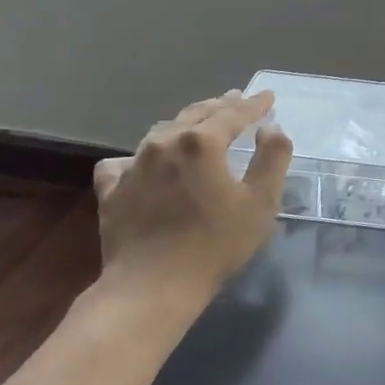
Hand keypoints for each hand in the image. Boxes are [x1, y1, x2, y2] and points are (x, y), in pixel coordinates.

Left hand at [93, 90, 292, 304]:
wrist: (152, 288)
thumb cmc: (214, 244)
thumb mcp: (261, 202)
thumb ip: (272, 157)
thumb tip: (270, 128)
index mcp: (201, 142)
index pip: (234, 113)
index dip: (254, 104)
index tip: (267, 96)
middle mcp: (164, 143)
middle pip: (196, 114)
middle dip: (219, 106)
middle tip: (235, 99)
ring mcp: (132, 165)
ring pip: (161, 132)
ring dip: (184, 124)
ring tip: (196, 124)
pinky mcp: (111, 190)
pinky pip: (124, 162)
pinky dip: (139, 157)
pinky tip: (143, 163)